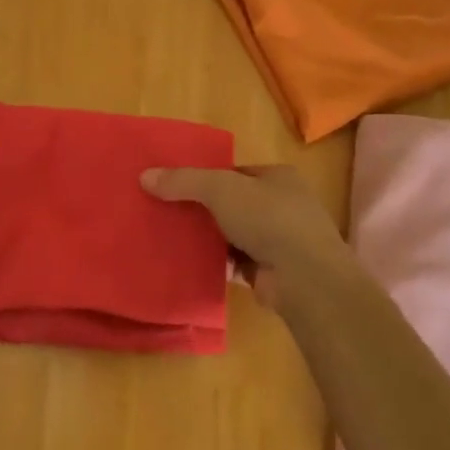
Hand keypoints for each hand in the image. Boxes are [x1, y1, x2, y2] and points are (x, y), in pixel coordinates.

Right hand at [140, 164, 357, 317]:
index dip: (207, 177)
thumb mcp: (220, 189)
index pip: (236, 172)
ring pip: (235, 233)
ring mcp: (282, 241)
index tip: (176, 186)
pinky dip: (218, 262)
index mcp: (279, 177)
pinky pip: (237, 261)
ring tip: (173, 238)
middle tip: (169, 213)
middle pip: (234, 203)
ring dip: (211, 238)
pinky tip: (192, 263)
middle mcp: (285, 205)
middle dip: (205, 209)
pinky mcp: (273, 271)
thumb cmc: (268, 219)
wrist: (304, 277)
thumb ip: (184, 181)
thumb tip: (145, 176)